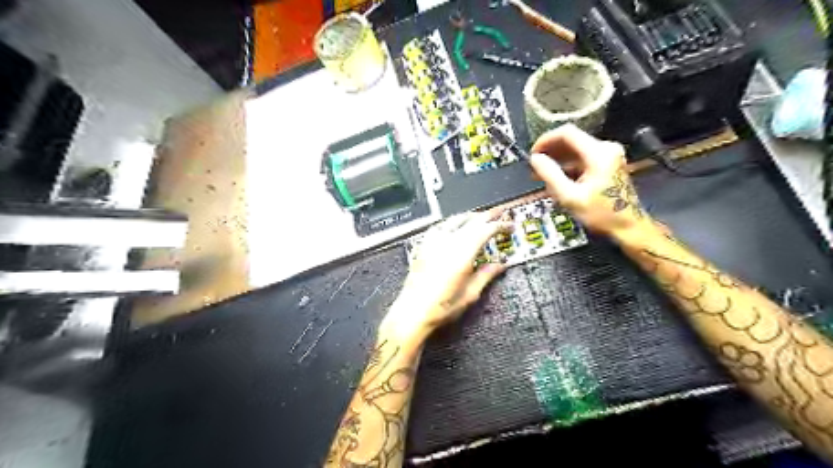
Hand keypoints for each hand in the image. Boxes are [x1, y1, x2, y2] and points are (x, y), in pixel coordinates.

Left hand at [384, 210, 514, 339]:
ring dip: (471, 216)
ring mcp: (434, 242)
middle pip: (471, 220)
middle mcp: (448, 242)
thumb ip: (486, 275)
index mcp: (462, 253)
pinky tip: (454, 225)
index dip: (500, 225)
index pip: (485, 229)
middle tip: (499, 214)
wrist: (413, 312)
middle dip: (488, 215)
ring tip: (480, 218)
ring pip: (455, 219)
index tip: (510, 226)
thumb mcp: (470, 294)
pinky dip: (452, 222)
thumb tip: (500, 265)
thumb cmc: (441, 307)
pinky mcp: (424, 246)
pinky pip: (440, 226)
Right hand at [529, 124, 652, 238]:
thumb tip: (535, 159)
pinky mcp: (608, 163)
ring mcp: (608, 155)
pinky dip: (568, 166)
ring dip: (557, 160)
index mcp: (599, 153)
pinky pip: (582, 158)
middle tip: (535, 167)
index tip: (533, 154)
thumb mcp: (570, 197)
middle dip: (550, 152)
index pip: (567, 133)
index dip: (545, 140)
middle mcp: (606, 149)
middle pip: (571, 140)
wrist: (628, 227)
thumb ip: (550, 175)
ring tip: (542, 174)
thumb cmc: (601, 214)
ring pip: (575, 149)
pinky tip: (557, 179)